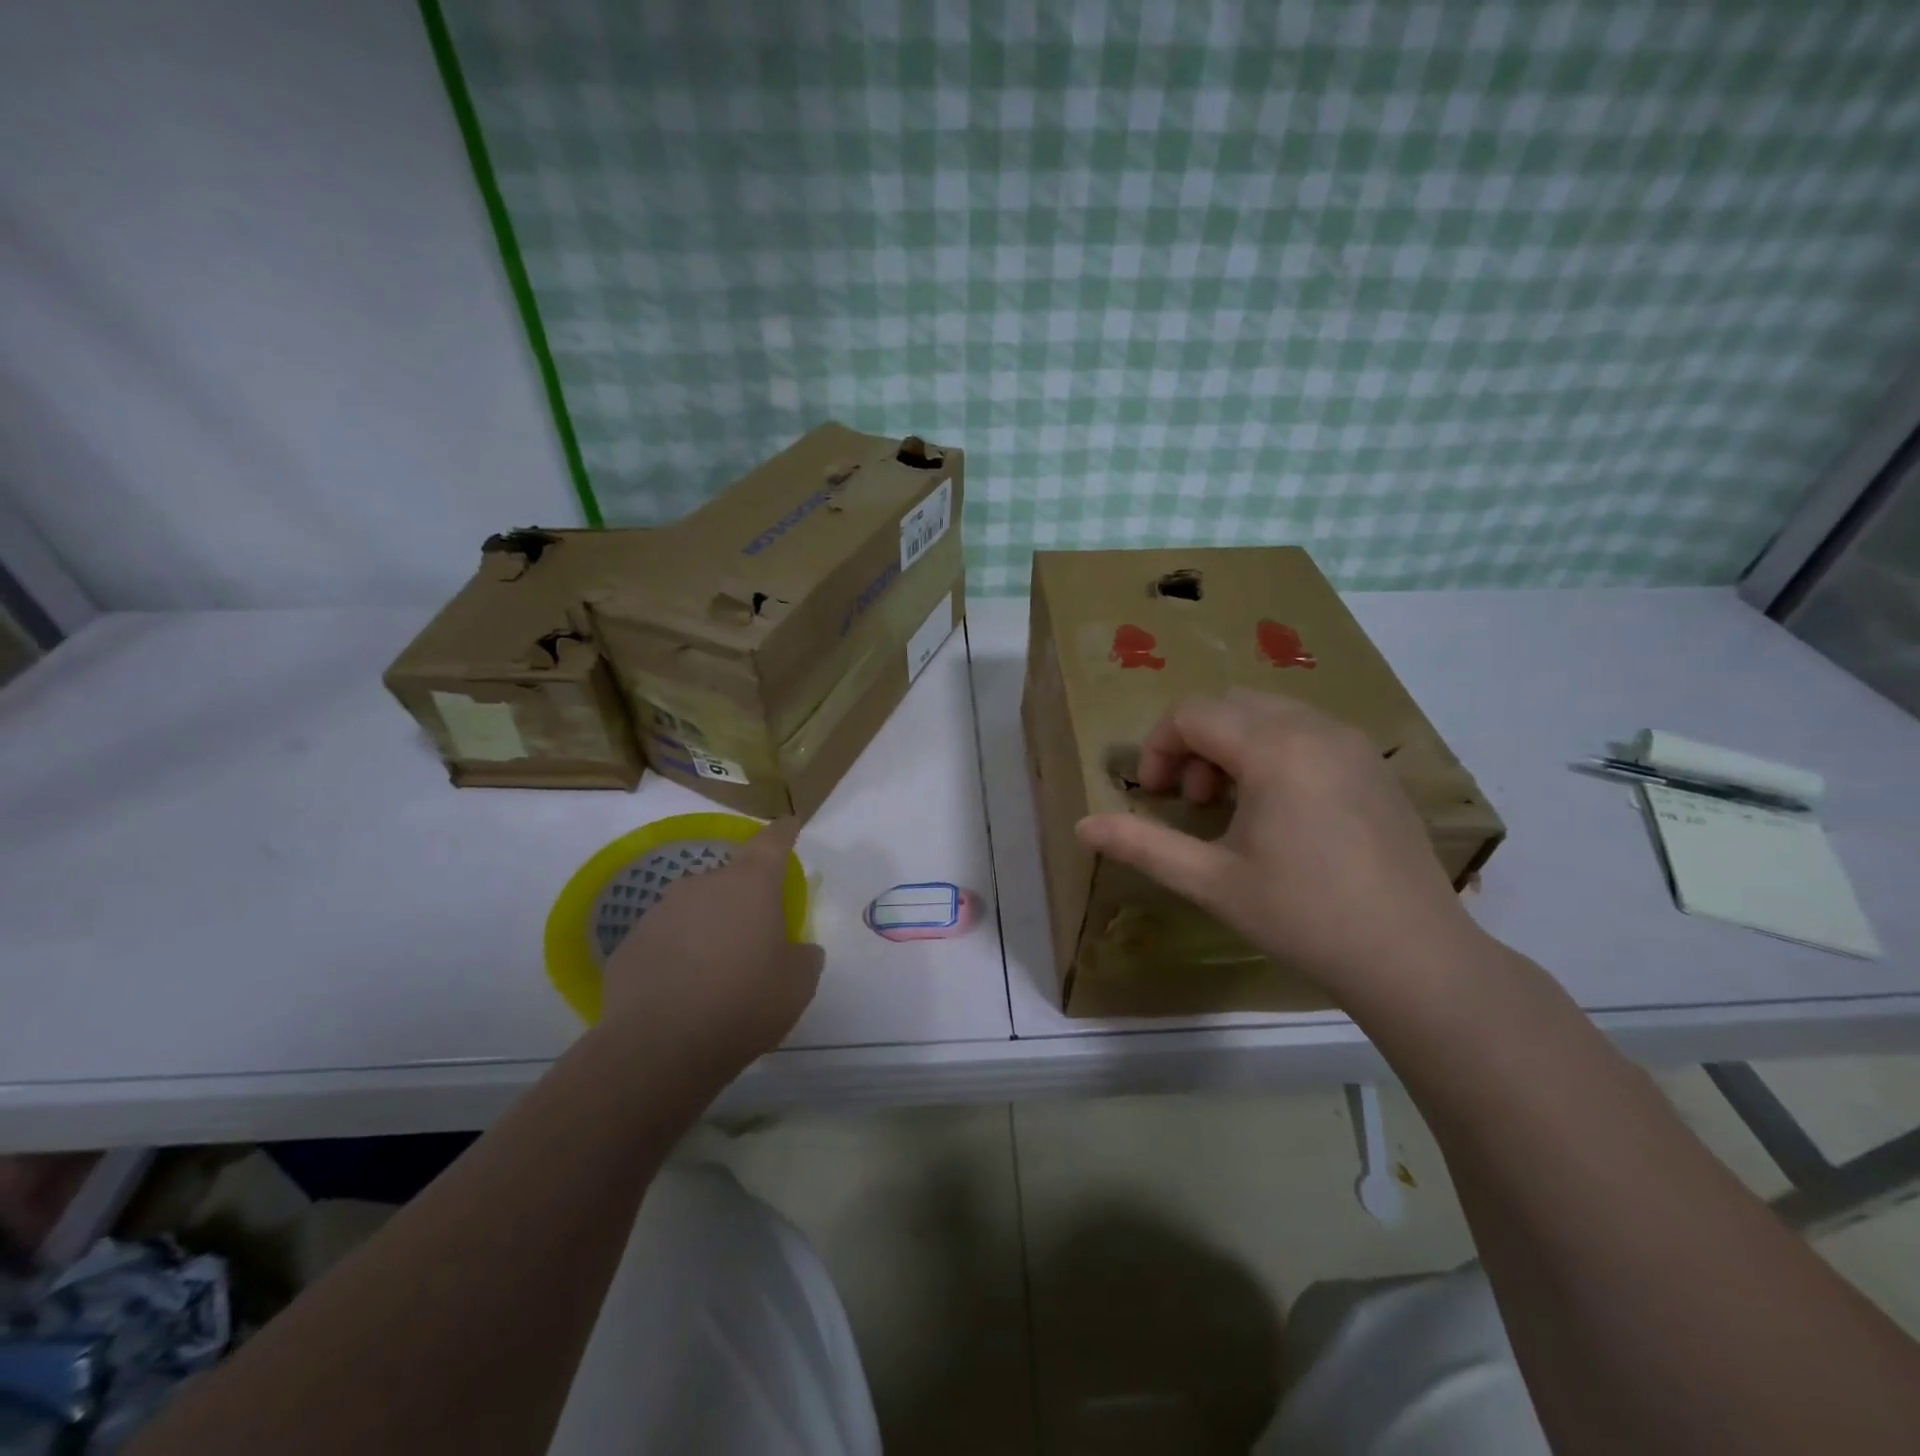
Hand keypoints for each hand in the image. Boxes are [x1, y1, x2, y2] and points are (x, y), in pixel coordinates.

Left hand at [599, 818, 822, 1071]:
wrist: (658, 1047)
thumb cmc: (744, 1003)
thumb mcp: (798, 983)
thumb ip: (804, 955)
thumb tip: (798, 949)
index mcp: (750, 885)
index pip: (772, 843)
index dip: (784, 832)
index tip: (789, 823)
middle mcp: (703, 885)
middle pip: (731, 880)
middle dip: (745, 900)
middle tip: (756, 936)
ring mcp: (660, 911)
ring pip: (696, 909)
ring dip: (709, 927)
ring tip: (716, 970)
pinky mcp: (630, 943)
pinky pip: (665, 940)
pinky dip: (678, 954)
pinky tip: (682, 990)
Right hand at [1075, 688, 1481, 999]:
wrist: (1412, 956)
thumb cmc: (1302, 916)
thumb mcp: (1210, 881)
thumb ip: (1142, 844)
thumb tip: (1082, 826)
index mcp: (1274, 748)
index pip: (1193, 713)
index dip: (1159, 747)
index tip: (1154, 796)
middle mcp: (1315, 728)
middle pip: (1229, 704)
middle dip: (1193, 742)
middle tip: (1190, 800)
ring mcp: (1351, 742)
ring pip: (1268, 712)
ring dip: (1231, 744)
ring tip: (1229, 805)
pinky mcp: (1373, 764)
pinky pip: (1305, 730)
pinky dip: (1271, 749)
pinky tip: (1277, 809)